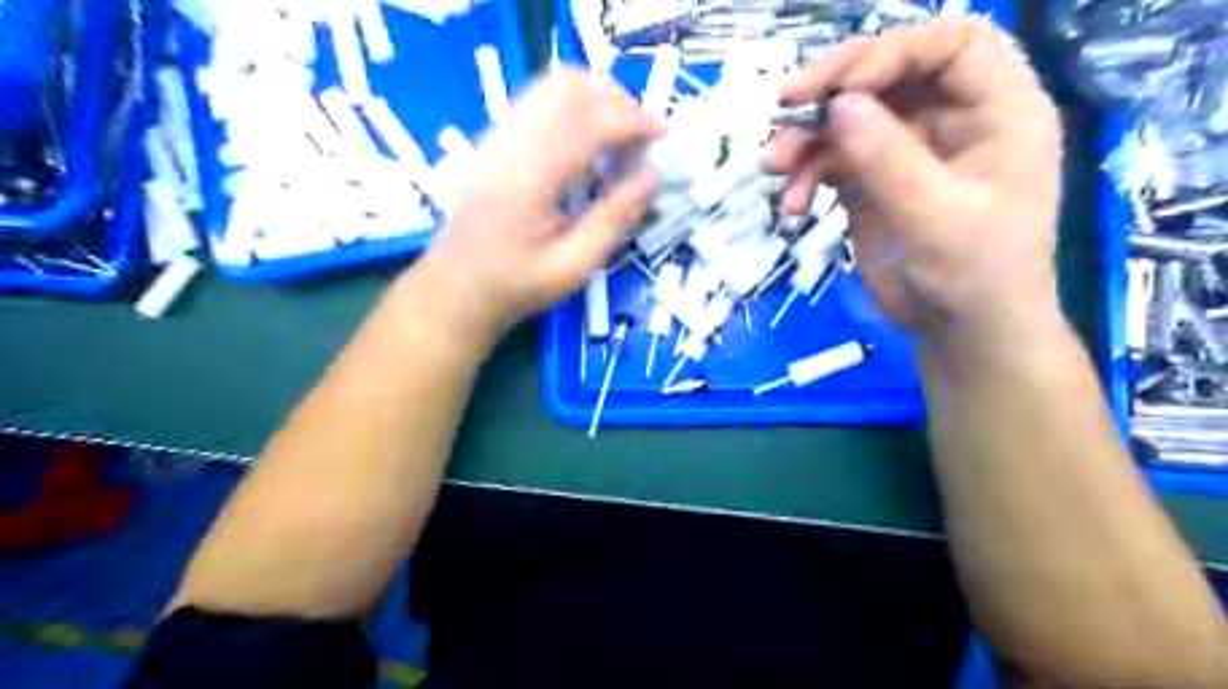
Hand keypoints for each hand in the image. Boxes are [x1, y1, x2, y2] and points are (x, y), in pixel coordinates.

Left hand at [417, 67, 661, 342]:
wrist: (456, 289)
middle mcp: (510, 143)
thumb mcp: (575, 266)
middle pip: (570, 86)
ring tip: (620, 140)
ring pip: (553, 86)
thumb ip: (616, 217)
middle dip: (617, 101)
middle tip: (642, 139)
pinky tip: (588, 144)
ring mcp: (497, 136)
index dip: (634, 121)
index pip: (590, 122)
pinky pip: (539, 101)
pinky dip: (575, 109)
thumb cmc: (517, 286)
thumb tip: (655, 175)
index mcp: (530, 178)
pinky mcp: (495, 140)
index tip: (664, 138)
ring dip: (596, 100)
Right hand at [765, 15, 1065, 346]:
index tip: (843, 87)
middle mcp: (950, 120)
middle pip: (889, 73)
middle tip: (785, 102)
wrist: (960, 333)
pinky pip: (832, 160)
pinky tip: (793, 206)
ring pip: (851, 118)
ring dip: (807, 137)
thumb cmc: (975, 275)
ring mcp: (907, 151)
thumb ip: (889, 159)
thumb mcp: (937, 216)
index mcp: (996, 111)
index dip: (894, 51)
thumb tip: (838, 104)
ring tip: (774, 164)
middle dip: (835, 86)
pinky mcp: (873, 182)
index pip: (950, 45)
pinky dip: (807, 176)